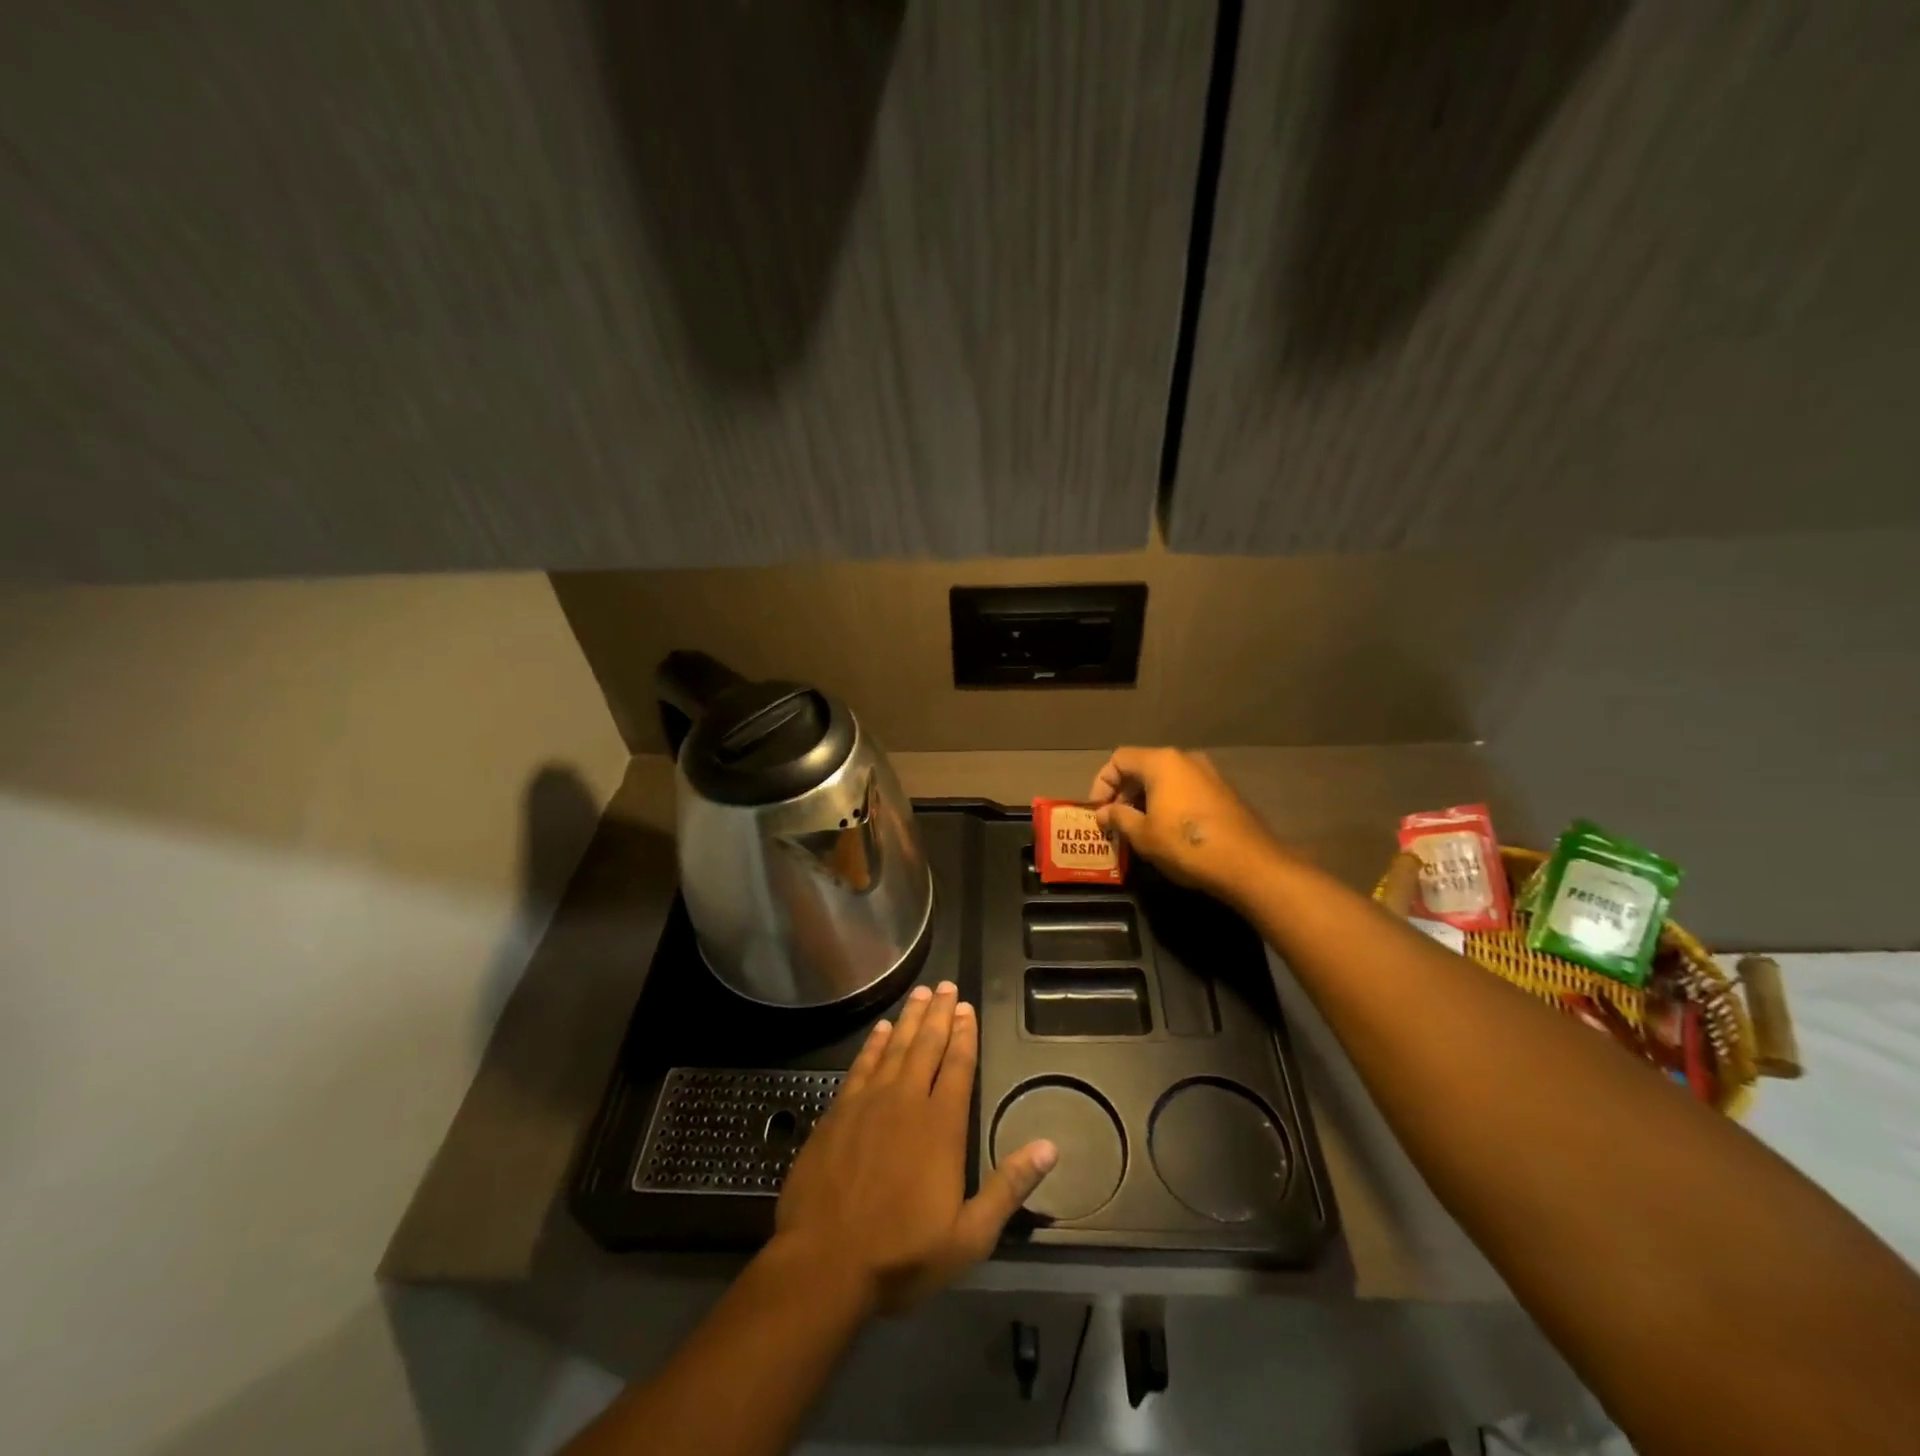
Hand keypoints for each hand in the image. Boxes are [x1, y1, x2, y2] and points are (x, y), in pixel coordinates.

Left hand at [773, 981, 1056, 1314]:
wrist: (823, 1264)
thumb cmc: (901, 1254)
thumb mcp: (969, 1236)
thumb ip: (1008, 1187)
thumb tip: (1049, 1147)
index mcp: (941, 1126)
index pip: (958, 1066)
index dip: (964, 1034)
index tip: (967, 1008)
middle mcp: (906, 1102)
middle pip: (926, 1045)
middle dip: (938, 1014)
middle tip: (945, 985)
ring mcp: (868, 1103)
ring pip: (894, 1047)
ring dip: (908, 1019)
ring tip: (919, 993)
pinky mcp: (838, 1112)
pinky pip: (861, 1065)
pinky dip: (873, 1044)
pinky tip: (879, 1030)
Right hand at [1089, 747, 1280, 901]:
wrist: (1249, 864)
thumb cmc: (1186, 844)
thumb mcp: (1143, 834)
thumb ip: (1118, 818)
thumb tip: (1102, 813)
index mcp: (1162, 762)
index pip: (1119, 759)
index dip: (1102, 783)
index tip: (1098, 811)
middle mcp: (1185, 759)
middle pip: (1143, 767)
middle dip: (1123, 793)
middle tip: (1114, 822)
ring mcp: (1208, 774)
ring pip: (1165, 780)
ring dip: (1145, 800)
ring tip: (1138, 829)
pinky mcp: (1223, 792)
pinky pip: (1185, 790)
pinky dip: (1168, 804)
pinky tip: (1166, 832)